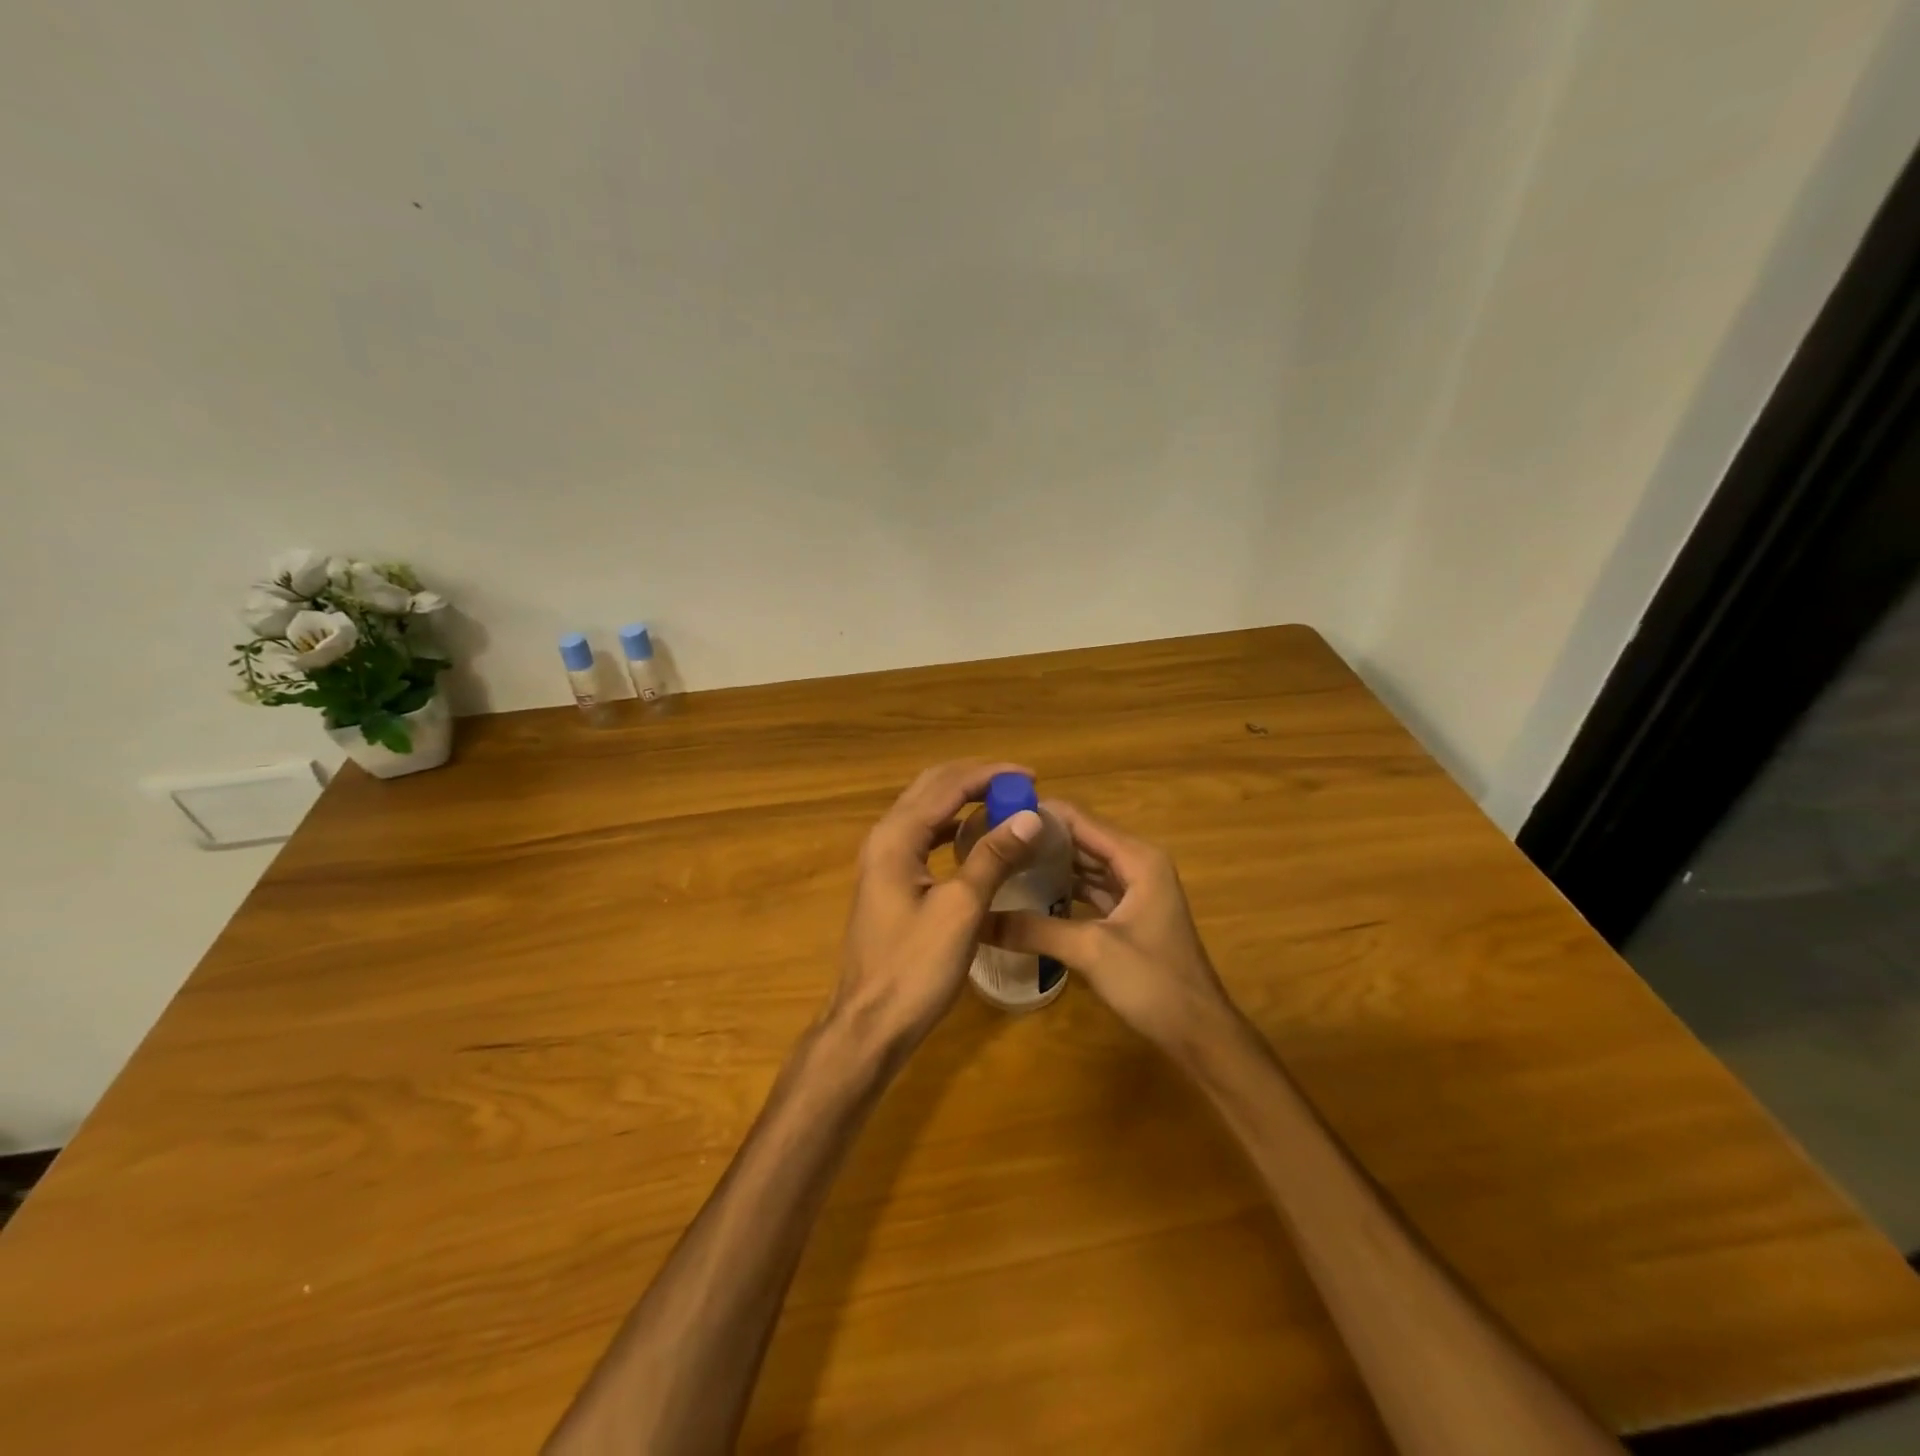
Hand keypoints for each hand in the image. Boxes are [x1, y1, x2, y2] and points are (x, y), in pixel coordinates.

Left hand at [828, 760, 1045, 1053]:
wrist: (870, 1024)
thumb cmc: (915, 969)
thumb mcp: (961, 910)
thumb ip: (992, 858)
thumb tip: (1030, 817)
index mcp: (896, 837)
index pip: (947, 785)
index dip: (989, 775)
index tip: (1031, 777)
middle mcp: (884, 838)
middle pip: (931, 788)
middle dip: (975, 779)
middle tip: (1020, 785)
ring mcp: (883, 860)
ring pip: (926, 811)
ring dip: (963, 800)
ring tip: (1005, 804)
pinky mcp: (889, 881)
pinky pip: (923, 837)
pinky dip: (952, 827)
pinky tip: (976, 838)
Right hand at [982, 800, 1233, 1053]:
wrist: (1200, 1033)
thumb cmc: (1153, 982)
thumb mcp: (1089, 950)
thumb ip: (1034, 928)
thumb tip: (977, 918)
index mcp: (1137, 857)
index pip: (1079, 819)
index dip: (1038, 814)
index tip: (994, 815)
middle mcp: (1138, 863)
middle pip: (1081, 838)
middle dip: (1039, 838)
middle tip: (990, 839)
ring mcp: (1136, 889)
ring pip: (1085, 865)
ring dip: (1049, 863)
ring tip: (1003, 861)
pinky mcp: (1130, 914)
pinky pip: (1091, 889)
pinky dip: (1063, 889)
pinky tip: (1029, 894)